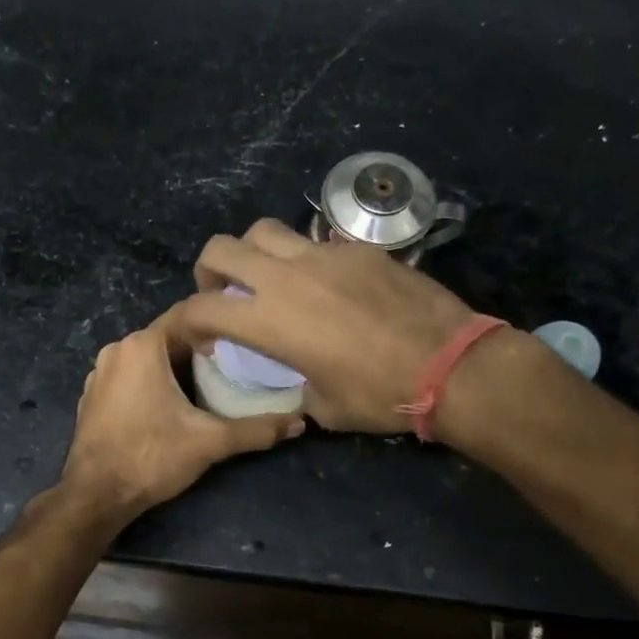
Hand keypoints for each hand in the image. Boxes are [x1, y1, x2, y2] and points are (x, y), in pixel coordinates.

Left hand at [60, 314, 304, 519]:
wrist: (95, 496)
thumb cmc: (151, 457)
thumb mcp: (210, 442)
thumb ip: (256, 429)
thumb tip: (300, 423)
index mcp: (142, 346)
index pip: (189, 316)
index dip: (220, 326)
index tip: (246, 341)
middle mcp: (117, 350)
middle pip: (169, 338)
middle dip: (200, 350)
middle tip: (234, 367)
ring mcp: (99, 373)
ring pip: (148, 359)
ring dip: (175, 368)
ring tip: (209, 386)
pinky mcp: (92, 397)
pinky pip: (129, 378)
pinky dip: (151, 384)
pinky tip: (171, 407)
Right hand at [164, 219, 478, 432]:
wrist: (450, 364)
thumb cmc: (380, 394)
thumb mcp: (324, 407)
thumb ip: (296, 386)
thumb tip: (300, 380)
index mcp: (268, 321)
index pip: (201, 308)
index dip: (188, 323)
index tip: (204, 341)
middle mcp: (286, 277)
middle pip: (221, 248)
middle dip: (209, 271)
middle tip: (224, 294)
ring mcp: (324, 255)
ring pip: (265, 231)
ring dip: (253, 252)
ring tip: (269, 279)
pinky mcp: (358, 248)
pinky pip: (314, 242)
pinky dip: (303, 259)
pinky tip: (326, 285)